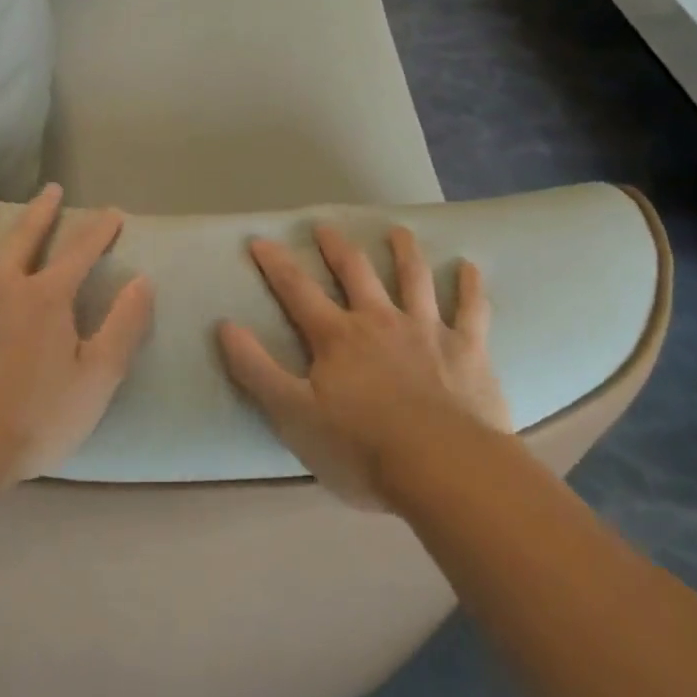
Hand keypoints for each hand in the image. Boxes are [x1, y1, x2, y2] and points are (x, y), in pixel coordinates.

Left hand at [0, 185, 153, 482]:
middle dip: (43, 211)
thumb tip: (143, 280)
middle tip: (51, 189)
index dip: (100, 229)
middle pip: (25, 235)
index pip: (81, 251)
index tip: (113, 212)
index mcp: (46, 296)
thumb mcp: (97, 379)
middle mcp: (1, 280)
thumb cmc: (33, 419)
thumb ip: (124, 326)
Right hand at [217, 224, 508, 508]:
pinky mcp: (468, 350)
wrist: (444, 470)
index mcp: (337, 337)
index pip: (297, 290)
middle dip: (337, 247)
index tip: (260, 240)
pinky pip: (472, 310)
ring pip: (413, 279)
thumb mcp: (293, 415)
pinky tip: (470, 267)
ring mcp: (427, 331)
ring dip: (404, 252)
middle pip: (355, 272)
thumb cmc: (361, 448)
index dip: (276, 264)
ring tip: (398, 231)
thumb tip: (225, 325)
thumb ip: (257, 370)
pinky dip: (470, 286)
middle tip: (325, 226)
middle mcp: (379, 321)